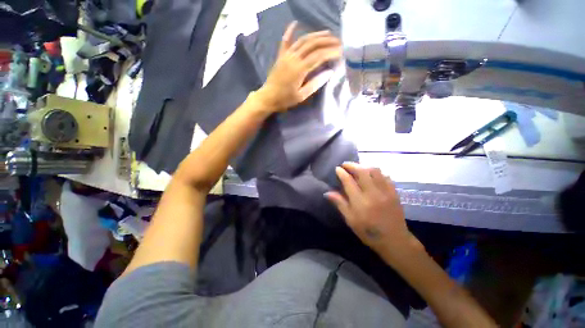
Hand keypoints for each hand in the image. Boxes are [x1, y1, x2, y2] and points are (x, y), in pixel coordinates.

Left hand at [256, 21, 341, 111]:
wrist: (268, 98)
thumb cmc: (285, 99)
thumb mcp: (301, 96)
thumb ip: (315, 84)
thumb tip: (329, 72)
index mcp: (300, 69)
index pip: (319, 56)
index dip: (331, 52)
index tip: (341, 51)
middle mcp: (294, 58)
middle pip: (312, 44)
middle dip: (327, 41)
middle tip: (338, 41)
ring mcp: (286, 55)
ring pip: (302, 40)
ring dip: (315, 35)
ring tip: (327, 33)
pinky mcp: (280, 56)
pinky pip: (285, 41)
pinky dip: (290, 31)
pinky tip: (295, 23)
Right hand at [325, 163, 422, 256]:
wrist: (394, 240)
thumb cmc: (368, 232)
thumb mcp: (350, 220)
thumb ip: (340, 204)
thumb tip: (327, 192)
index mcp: (360, 202)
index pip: (349, 181)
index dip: (342, 173)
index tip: (337, 168)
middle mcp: (373, 193)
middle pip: (362, 171)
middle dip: (352, 165)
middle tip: (345, 165)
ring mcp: (385, 192)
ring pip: (375, 171)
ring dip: (364, 166)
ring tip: (357, 168)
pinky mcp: (394, 192)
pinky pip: (385, 176)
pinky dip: (376, 172)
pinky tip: (371, 174)